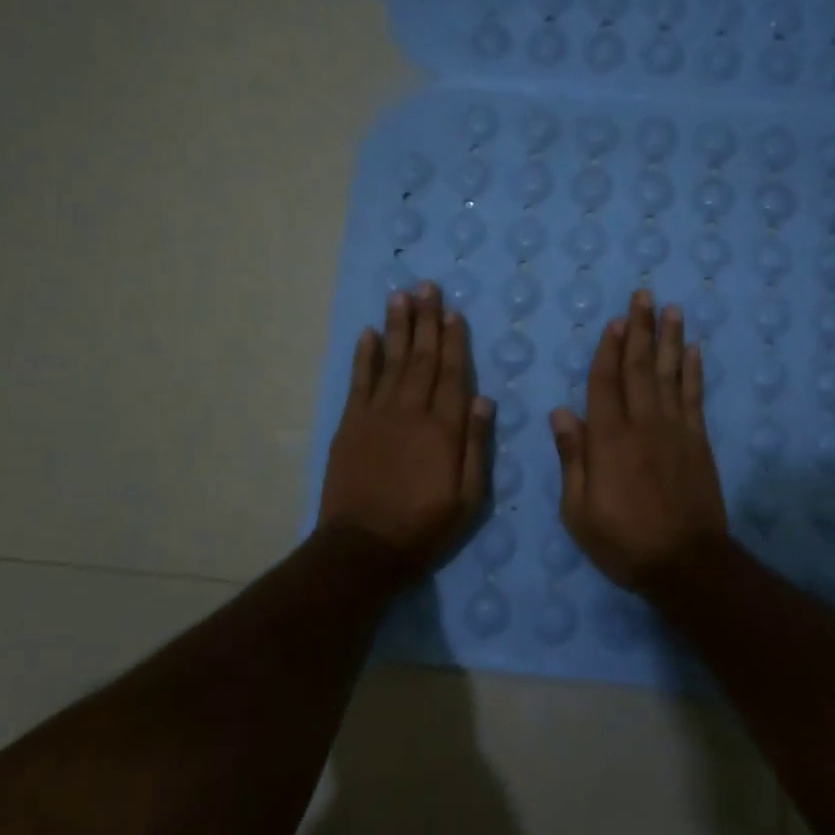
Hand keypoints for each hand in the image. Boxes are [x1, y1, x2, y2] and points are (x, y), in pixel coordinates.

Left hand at [318, 283, 492, 573]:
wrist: (363, 548)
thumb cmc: (424, 526)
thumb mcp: (468, 498)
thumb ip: (476, 446)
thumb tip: (484, 399)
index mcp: (443, 429)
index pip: (453, 374)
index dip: (454, 341)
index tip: (453, 312)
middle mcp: (411, 412)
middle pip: (422, 358)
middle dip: (426, 320)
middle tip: (426, 286)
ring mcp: (377, 415)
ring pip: (392, 361)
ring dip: (397, 327)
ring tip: (400, 296)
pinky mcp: (350, 425)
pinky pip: (359, 381)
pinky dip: (365, 355)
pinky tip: (369, 333)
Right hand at [550, 290, 728, 594]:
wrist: (685, 563)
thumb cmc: (623, 540)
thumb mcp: (579, 510)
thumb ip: (573, 458)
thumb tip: (562, 412)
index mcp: (609, 440)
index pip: (605, 383)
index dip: (609, 350)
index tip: (614, 321)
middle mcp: (643, 425)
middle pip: (640, 368)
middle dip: (640, 330)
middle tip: (643, 296)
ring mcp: (675, 431)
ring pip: (670, 375)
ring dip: (670, 340)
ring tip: (671, 309)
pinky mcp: (698, 442)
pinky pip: (695, 398)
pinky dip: (694, 372)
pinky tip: (694, 351)